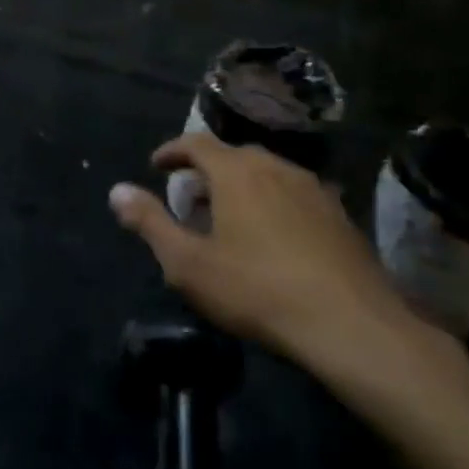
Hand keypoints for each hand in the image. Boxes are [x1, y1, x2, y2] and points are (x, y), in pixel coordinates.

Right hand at [109, 135, 427, 374]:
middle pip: (233, 155)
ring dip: (241, 186)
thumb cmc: (257, 290)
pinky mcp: (340, 215)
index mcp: (236, 172)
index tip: (156, 166)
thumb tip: (116, 190)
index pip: (196, 143)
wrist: (352, 326)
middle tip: (190, 198)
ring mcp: (314, 189)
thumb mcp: (188, 263)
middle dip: (206, 171)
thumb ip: (149, 222)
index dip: (172, 151)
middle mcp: (275, 168)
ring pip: (267, 173)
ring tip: (229, 218)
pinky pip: (294, 194)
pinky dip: (272, 202)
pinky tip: (273, 237)